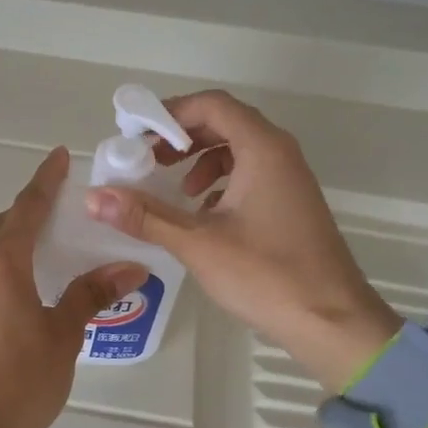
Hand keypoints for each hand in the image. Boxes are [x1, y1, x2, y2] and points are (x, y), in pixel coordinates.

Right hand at [86, 90, 399, 391]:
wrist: (332, 322)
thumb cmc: (266, 275)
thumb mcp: (197, 243)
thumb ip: (145, 215)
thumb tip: (94, 197)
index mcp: (262, 149)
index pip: (212, 105)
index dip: (170, 112)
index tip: (136, 134)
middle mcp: (280, 153)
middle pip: (224, 122)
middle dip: (181, 136)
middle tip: (147, 159)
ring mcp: (290, 178)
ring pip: (238, 149)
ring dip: (199, 159)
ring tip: (173, 187)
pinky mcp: (291, 203)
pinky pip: (251, 174)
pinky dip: (220, 181)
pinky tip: (202, 213)